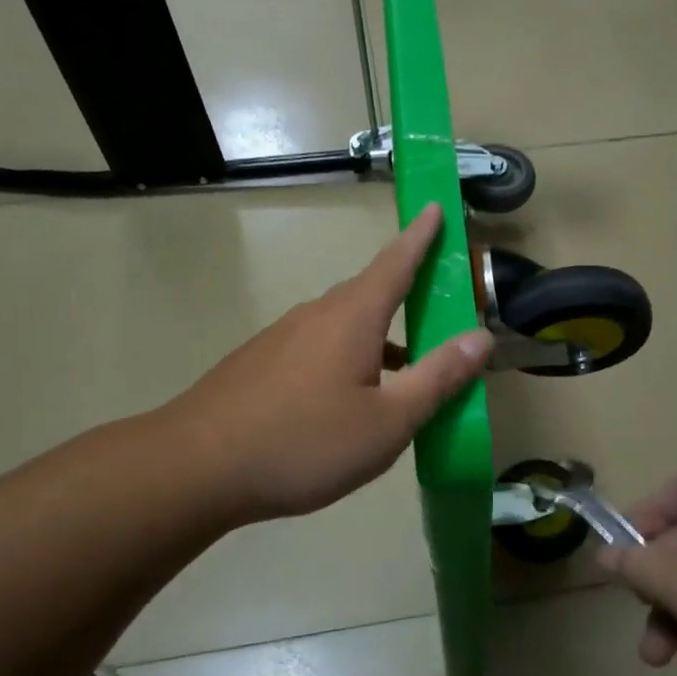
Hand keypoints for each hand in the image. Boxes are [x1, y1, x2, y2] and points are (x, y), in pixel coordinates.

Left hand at [168, 204, 493, 523]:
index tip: (435, 207)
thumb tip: (481, 337)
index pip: (396, 263)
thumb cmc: (303, 442)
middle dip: (407, 292)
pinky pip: (318, 347)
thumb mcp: (387, 421)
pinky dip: (349, 358)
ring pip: (344, 325)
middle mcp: (316, 315)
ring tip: (406, 369)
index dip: (421, 236)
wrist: (196, 467)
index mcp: (352, 318)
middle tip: (439, 305)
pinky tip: (350, 399)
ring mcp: (282, 338)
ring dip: (380, 337)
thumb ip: (437, 378)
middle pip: (371, 293)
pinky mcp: (260, 363)